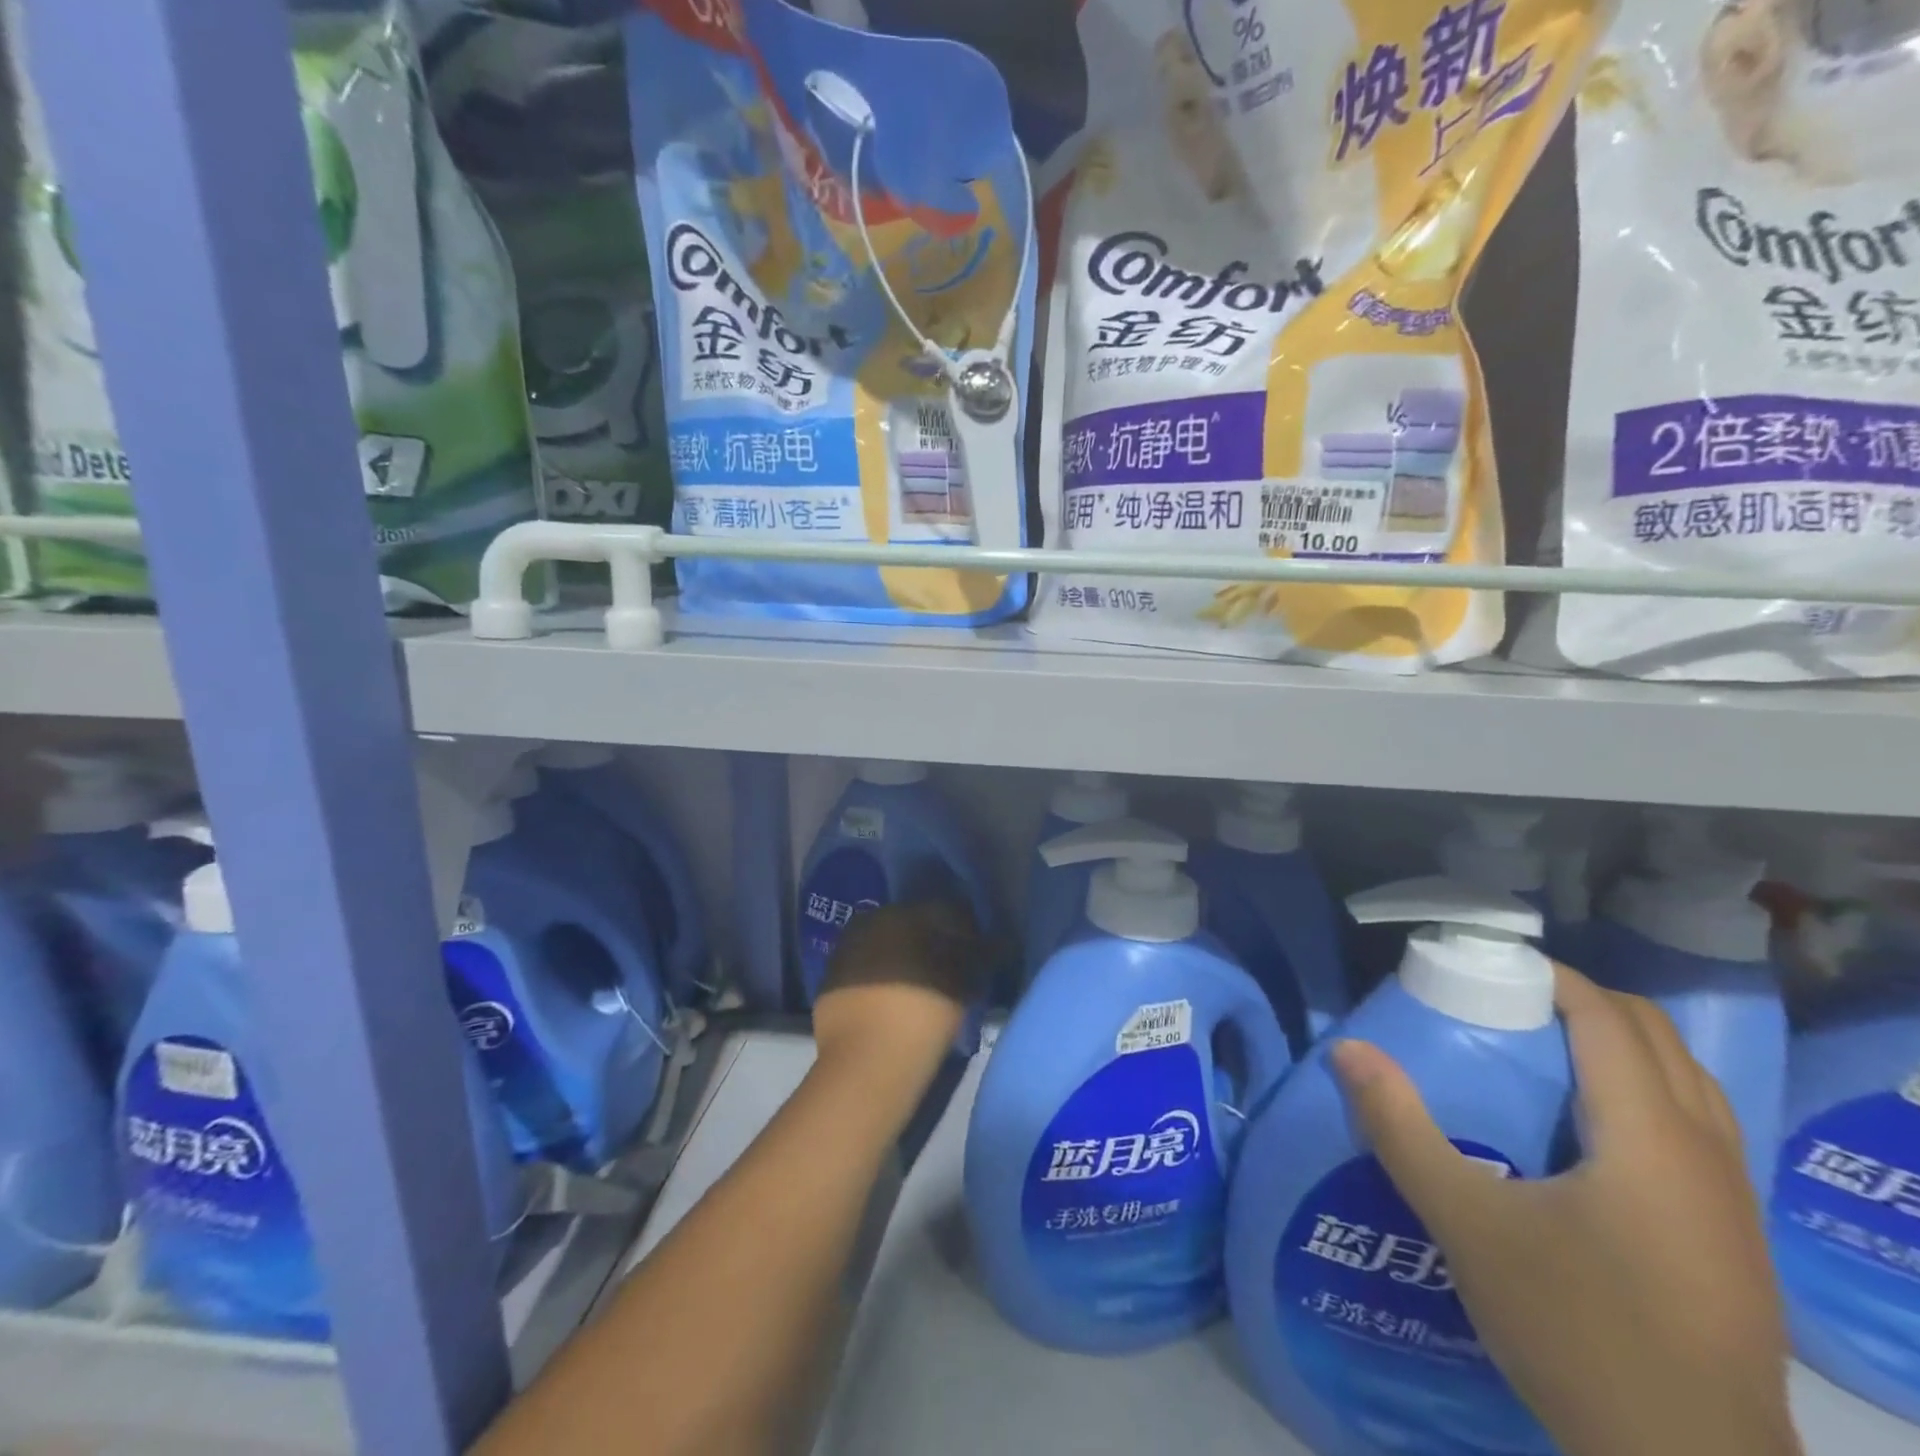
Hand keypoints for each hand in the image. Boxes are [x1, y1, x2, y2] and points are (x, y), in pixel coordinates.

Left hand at [812, 900, 982, 1103]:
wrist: (867, 1061)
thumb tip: (993, 942)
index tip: (976, 951)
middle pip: (911, 924)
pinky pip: (864, 969)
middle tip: (949, 969)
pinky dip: (879, 978)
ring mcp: (846, 949)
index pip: (944, 910)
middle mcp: (872, 920)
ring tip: (920, 988)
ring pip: (884, 945)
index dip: (964, 930)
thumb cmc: (924, 1012)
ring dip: (902, 959)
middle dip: (930, 941)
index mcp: (906, 912)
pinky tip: (892, 1000)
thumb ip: (978, 955)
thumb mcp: (964, 982)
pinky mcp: (830, 979)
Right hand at [1330, 965, 1799, 1455]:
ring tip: (1544, 1052)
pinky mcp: (1734, 1238)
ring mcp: (1732, 1200)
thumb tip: (1347, 1049)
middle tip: (1506, 1003)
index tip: (1486, 962)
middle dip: (1583, 1002)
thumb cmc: (1577, 1332)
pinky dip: (1643, 1092)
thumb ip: (1401, 1129)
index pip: (1608, 1017)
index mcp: (1649, 1137)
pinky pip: (1696, 1126)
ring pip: (1687, 1082)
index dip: (1550, 975)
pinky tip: (1588, 1130)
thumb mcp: (1468, 1225)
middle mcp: (1706, 1153)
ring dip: (1619, 1046)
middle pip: (1656, 1037)